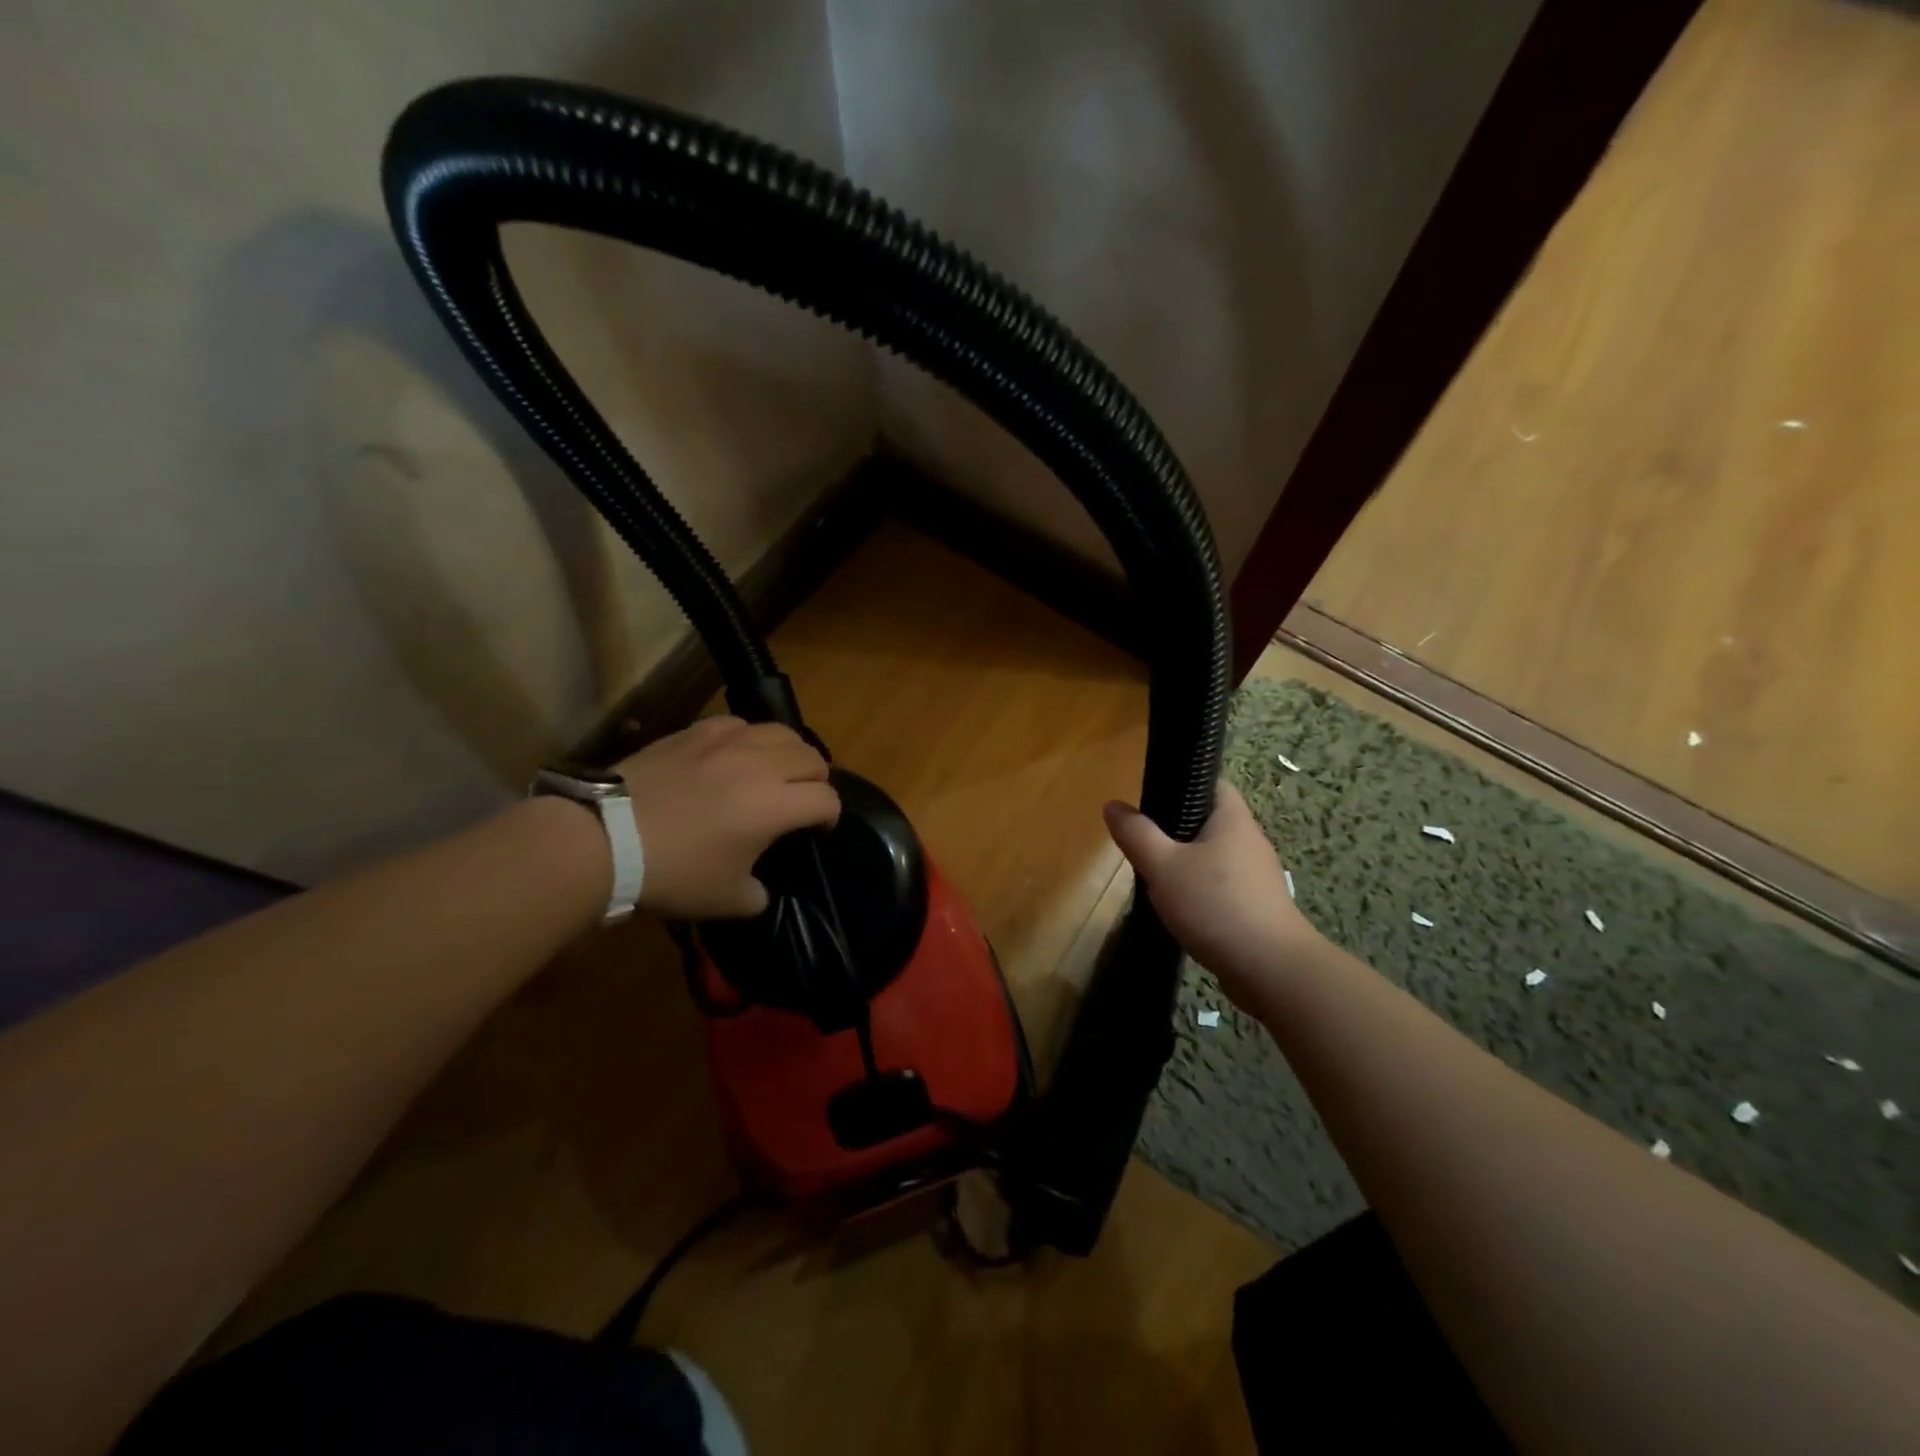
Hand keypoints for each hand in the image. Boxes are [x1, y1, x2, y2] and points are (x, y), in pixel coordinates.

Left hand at [613, 716, 838, 919]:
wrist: (606, 838)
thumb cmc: (673, 872)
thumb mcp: (726, 901)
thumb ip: (758, 894)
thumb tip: (760, 887)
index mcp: (777, 805)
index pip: (827, 800)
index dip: (829, 818)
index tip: (816, 832)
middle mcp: (762, 764)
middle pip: (813, 758)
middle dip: (816, 781)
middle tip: (800, 800)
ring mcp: (729, 742)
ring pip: (781, 731)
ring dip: (790, 753)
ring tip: (776, 769)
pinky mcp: (697, 731)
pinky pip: (739, 724)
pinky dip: (748, 738)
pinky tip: (734, 754)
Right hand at [1103, 782, 1322, 1006]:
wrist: (1271, 970)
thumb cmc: (1215, 905)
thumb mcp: (1163, 866)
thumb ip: (1137, 834)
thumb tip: (1113, 805)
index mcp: (1233, 819)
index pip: (1211, 783)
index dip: (1182, 783)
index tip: (1151, 797)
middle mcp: (1250, 840)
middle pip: (1209, 821)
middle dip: (1176, 829)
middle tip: (1143, 842)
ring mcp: (1256, 876)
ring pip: (1213, 857)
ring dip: (1186, 864)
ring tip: (1155, 876)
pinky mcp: (1256, 906)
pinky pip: (1221, 886)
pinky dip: (1199, 892)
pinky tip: (1179, 909)